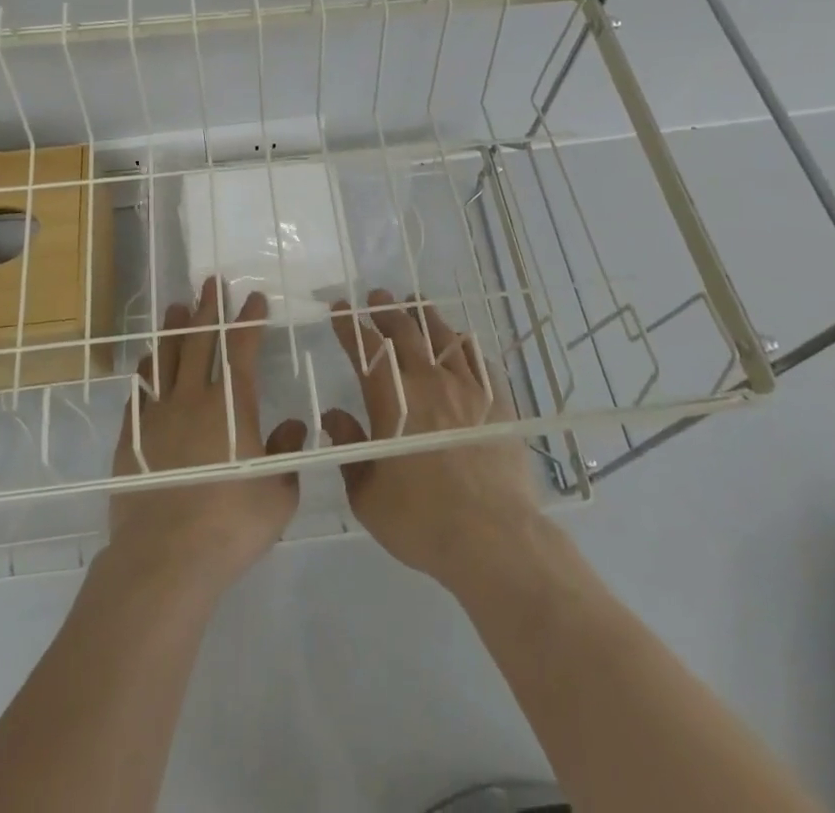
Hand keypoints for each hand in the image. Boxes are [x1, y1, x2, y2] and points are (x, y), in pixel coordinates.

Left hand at [108, 277, 306, 597]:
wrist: (165, 556)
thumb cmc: (231, 524)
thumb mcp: (279, 493)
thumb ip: (287, 452)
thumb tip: (294, 424)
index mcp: (232, 405)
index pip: (243, 349)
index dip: (249, 321)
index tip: (254, 298)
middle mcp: (193, 397)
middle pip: (201, 340)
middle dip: (209, 308)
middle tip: (211, 282)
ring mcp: (158, 414)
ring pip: (166, 358)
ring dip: (174, 330)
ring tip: (177, 308)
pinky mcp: (131, 436)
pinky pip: (139, 391)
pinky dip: (146, 370)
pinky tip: (148, 362)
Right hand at [325, 289, 540, 589]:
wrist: (494, 538)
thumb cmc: (421, 521)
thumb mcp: (367, 495)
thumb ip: (349, 448)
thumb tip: (334, 416)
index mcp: (392, 400)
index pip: (365, 350)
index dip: (350, 326)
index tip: (340, 309)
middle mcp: (429, 382)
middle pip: (404, 332)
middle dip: (386, 310)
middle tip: (377, 296)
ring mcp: (468, 389)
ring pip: (443, 337)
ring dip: (425, 316)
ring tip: (416, 303)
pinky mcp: (499, 403)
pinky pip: (479, 360)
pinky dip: (464, 345)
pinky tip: (461, 343)